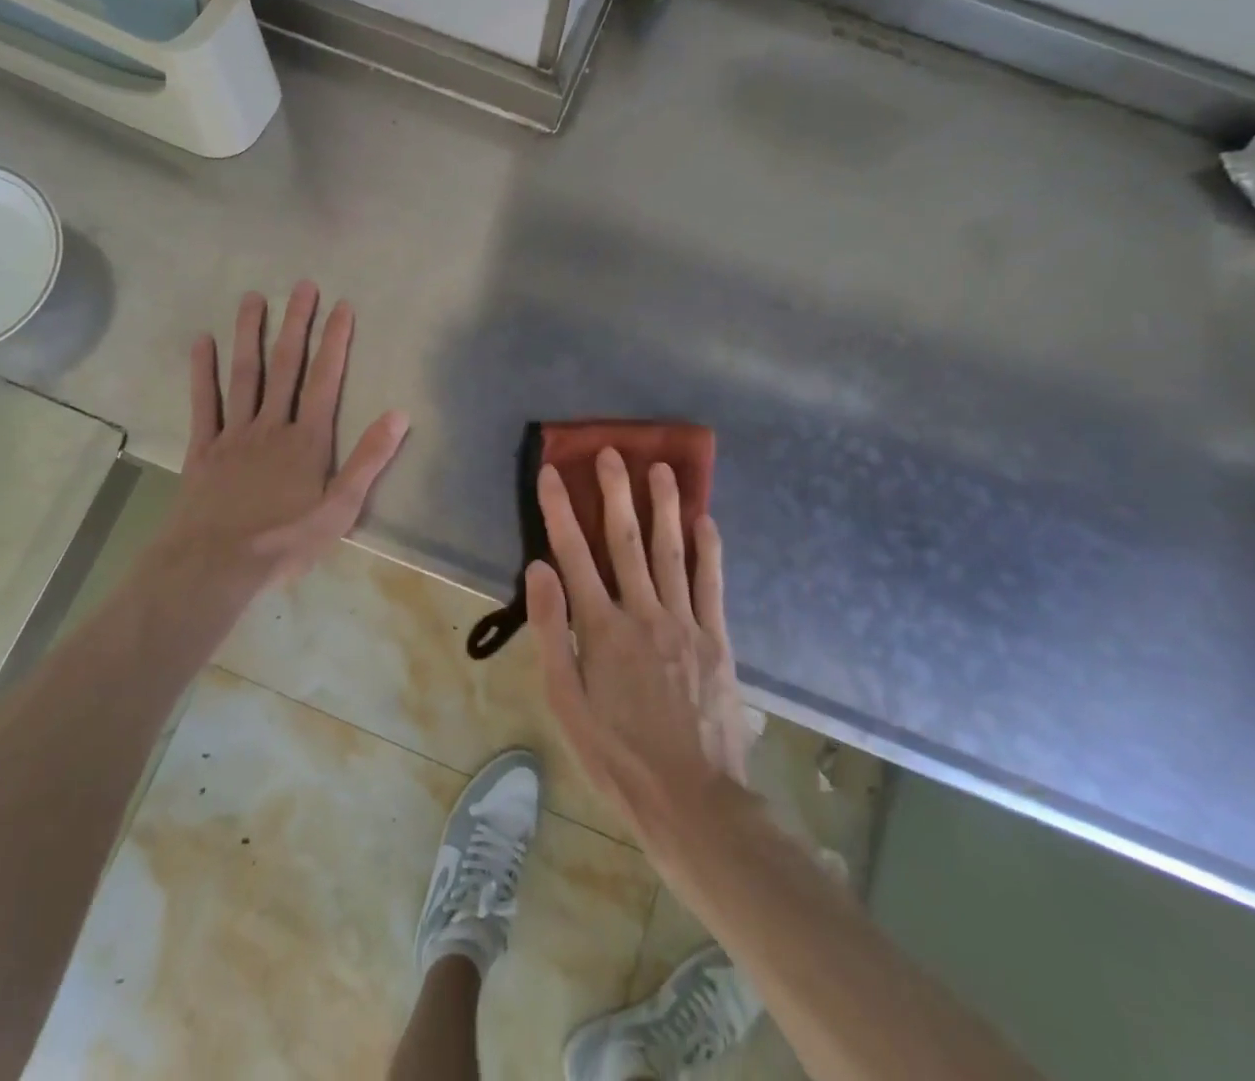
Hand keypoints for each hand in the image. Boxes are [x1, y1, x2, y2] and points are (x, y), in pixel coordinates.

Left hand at [154, 282, 408, 599]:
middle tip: (302, 286)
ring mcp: (234, 434)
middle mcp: (272, 425)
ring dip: (250, 335)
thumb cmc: (285, 540)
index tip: (342, 306)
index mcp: (307, 439)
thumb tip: (399, 414)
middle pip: (286, 366)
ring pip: (244, 375)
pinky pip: (203, 403)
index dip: (335, 342)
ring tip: (253, 298)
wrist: (216, 564)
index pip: (325, 380)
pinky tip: (202, 342)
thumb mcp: (341, 508)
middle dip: (296, 324)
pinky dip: (202, 372)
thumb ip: (369, 459)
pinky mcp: (203, 449)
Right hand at [526, 450, 754, 844]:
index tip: (551, 472)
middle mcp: (643, 612)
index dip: (559, 509)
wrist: (693, 801)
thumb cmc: (617, 756)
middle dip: (615, 492)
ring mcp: (684, 622)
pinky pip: (712, 583)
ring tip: (661, 468)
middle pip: (625, 540)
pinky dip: (709, 549)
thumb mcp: (566, 703)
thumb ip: (552, 631)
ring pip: (671, 551)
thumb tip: (538, 569)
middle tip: (612, 452)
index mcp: (600, 628)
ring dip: (664, 506)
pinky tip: (706, 520)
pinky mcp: (716, 638)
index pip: (573, 553)